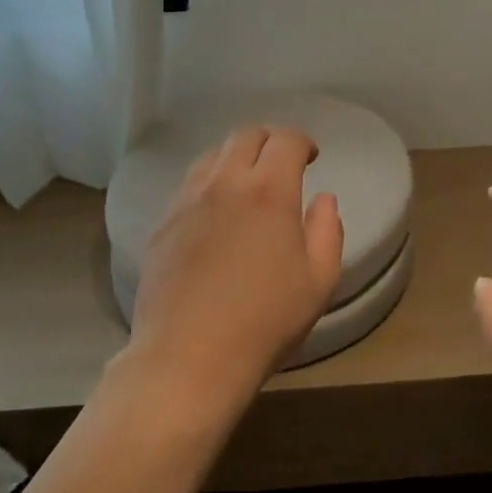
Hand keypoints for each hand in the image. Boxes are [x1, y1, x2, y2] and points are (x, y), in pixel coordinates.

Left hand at [127, 125, 342, 408]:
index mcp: (269, 190)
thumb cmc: (265, 320)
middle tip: (281, 162)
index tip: (311, 157)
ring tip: (246, 181)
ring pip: (212, 156)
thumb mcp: (319, 280)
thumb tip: (323, 199)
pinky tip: (215, 210)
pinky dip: (209, 182)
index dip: (302, 142)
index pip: (286, 141)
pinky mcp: (163, 224)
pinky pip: (188, 185)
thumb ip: (328, 231)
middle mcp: (225, 183)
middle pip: (245, 136)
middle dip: (269, 140)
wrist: (189, 356)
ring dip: (235, 157)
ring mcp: (188, 201)